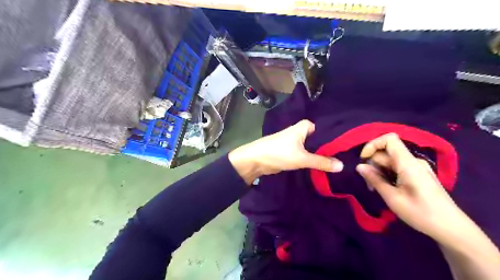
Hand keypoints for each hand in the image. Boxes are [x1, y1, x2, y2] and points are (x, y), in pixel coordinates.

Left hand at [229, 119, 341, 184]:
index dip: (337, 139)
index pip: (326, 131)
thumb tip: (342, 166)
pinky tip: (324, 166)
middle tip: (347, 158)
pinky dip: (313, 159)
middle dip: (330, 149)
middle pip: (320, 140)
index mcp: (305, 126)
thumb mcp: (302, 158)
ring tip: (339, 163)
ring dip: (322, 155)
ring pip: (314, 148)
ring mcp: (297, 142)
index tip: (350, 149)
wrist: (257, 160)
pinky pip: (307, 154)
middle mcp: (302, 132)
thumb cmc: (279, 153)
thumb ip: (322, 161)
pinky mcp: (293, 151)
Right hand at [356, 134, 464, 239]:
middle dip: (373, 164)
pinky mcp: (418, 175)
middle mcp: (413, 161)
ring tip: (376, 189)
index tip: (363, 160)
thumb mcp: (392, 197)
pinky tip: (386, 189)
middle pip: (386, 152)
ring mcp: (417, 168)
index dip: (373, 145)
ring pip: (390, 161)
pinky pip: (397, 168)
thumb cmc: (421, 213)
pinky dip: (387, 174)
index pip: (389, 139)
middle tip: (369, 184)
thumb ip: (375, 179)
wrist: (452, 228)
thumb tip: (359, 166)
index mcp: (408, 163)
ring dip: (379, 171)